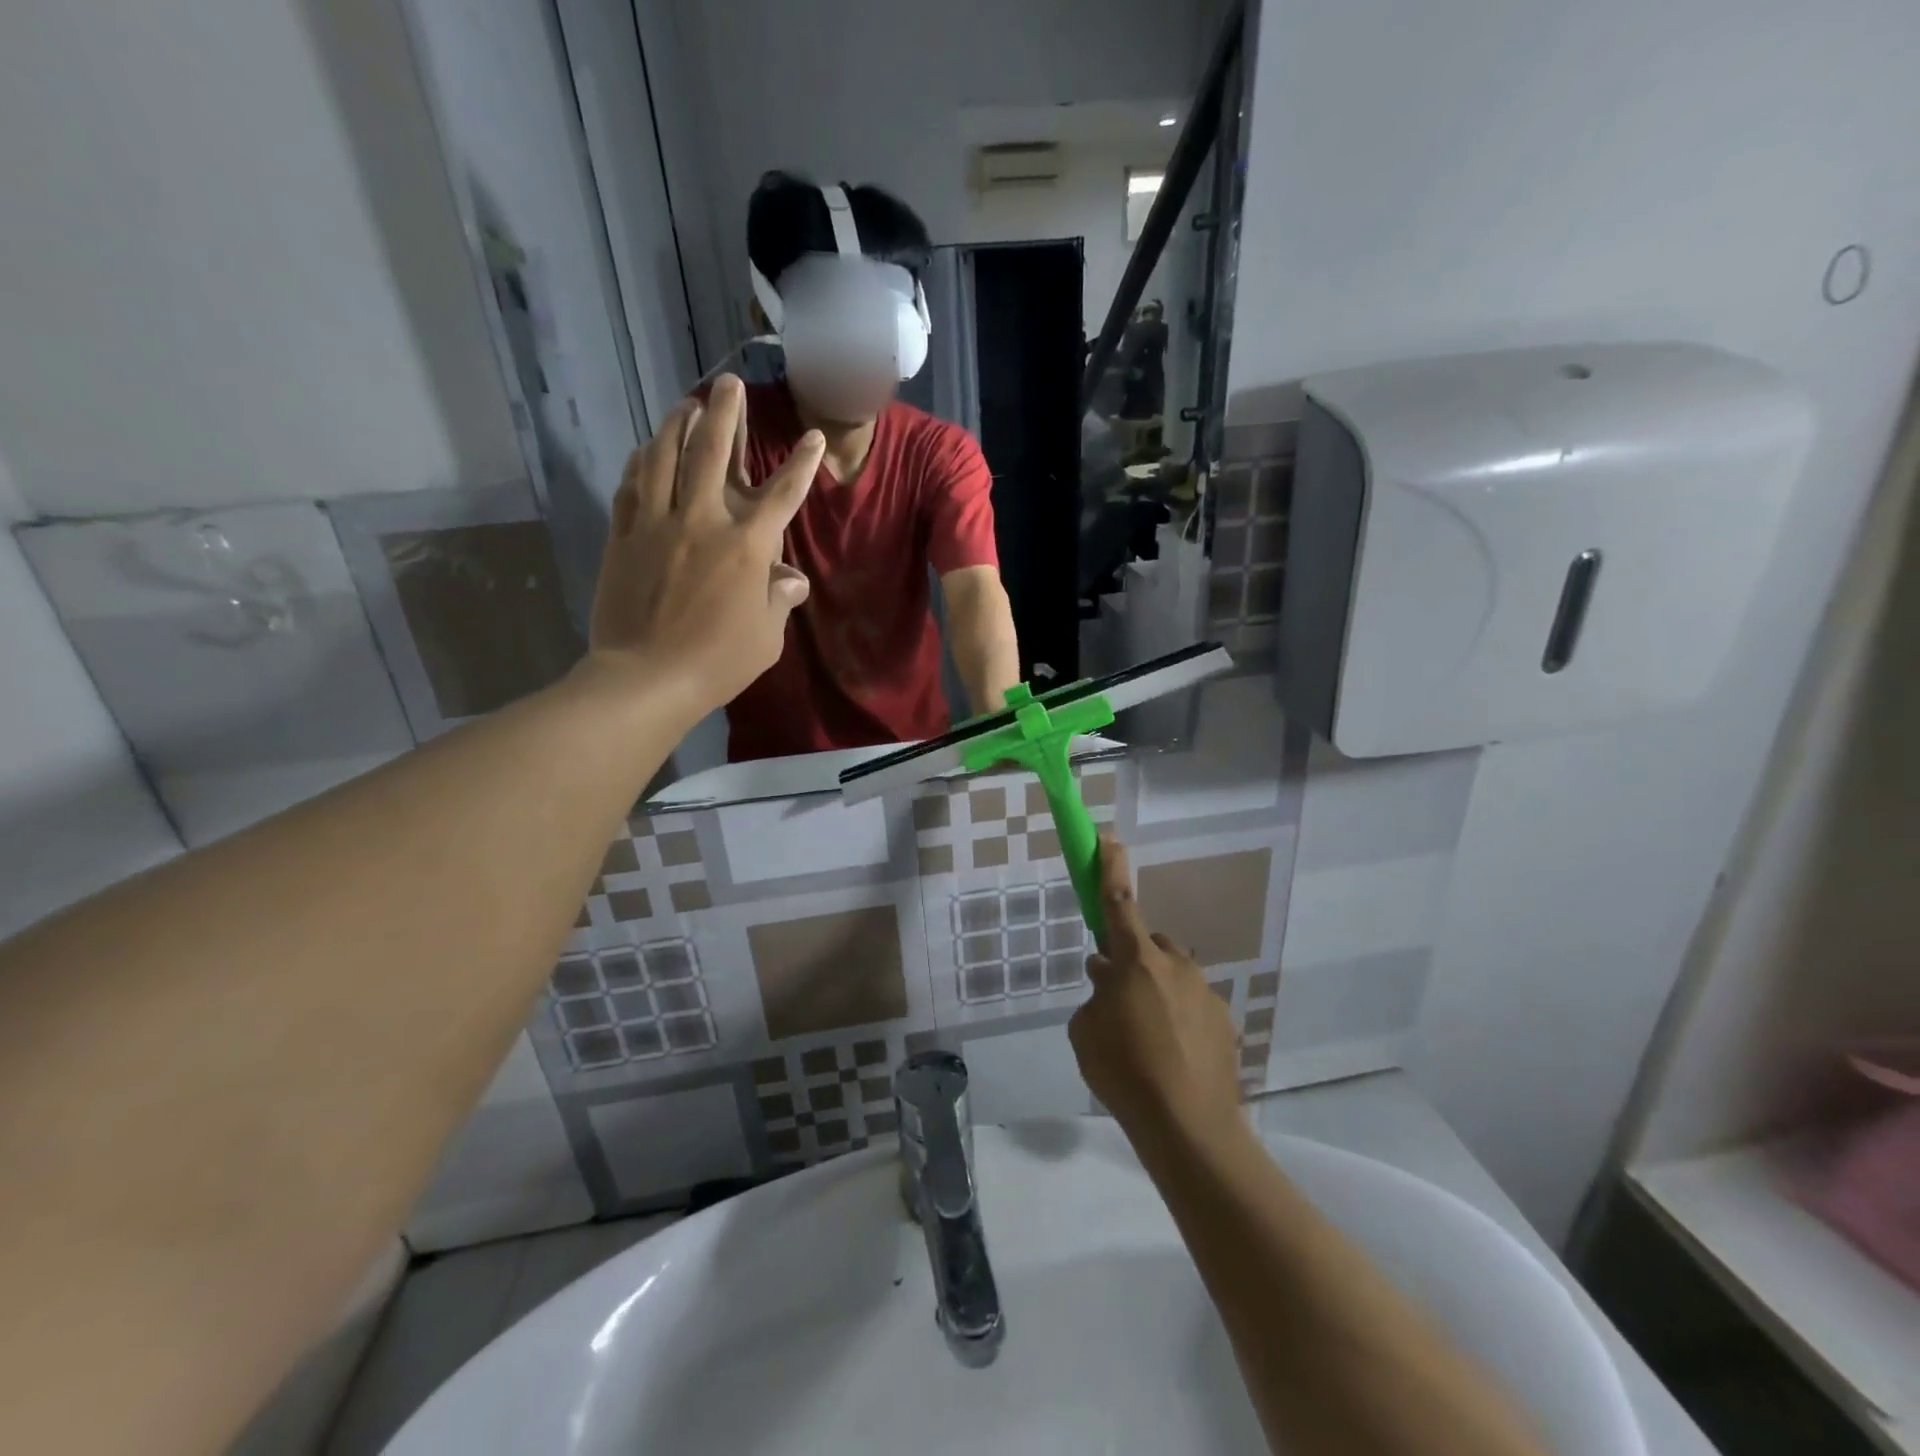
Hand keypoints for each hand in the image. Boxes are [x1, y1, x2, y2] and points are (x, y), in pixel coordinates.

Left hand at [586, 374, 819, 712]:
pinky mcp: (624, 535)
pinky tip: (647, 449)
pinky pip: (632, 485)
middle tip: (728, 381)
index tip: (813, 437)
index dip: (801, 463)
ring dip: (677, 424)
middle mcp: (703, 520)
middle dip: (725, 413)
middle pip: (713, 452)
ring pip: (665, 457)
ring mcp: (657, 523)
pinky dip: (642, 461)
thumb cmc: (718, 661)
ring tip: (686, 403)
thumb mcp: (766, 638)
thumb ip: (779, 600)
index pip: (782, 493)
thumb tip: (792, 579)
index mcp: (747, 545)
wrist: (646, 677)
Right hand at [1069, 833, 1244, 1149]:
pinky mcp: (1225, 1022)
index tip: (1107, 836)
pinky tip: (1171, 1057)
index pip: (1119, 901)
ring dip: (1156, 991)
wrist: (1190, 1129)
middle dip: (1132, 958)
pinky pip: (1192, 1006)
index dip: (1111, 867)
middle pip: (1149, 944)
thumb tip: (1107, 978)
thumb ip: (1095, 997)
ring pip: (1172, 976)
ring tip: (1145, 1037)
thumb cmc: (1124, 1073)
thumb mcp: (1086, 1032)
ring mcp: (1205, 993)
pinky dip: (1178, 1019)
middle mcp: (1175, 966)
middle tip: (1117, 995)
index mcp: (1137, 961)